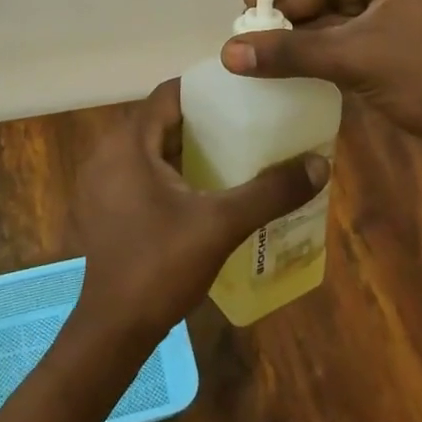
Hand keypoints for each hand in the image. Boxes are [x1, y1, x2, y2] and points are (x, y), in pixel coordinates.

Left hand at [72, 80, 326, 341]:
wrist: (113, 331)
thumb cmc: (161, 267)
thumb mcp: (222, 225)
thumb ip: (270, 192)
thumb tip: (319, 164)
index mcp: (128, 144)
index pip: (169, 94)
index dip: (206, 89)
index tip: (243, 92)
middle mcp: (108, 153)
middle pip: (161, 119)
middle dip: (203, 120)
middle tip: (248, 122)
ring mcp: (102, 182)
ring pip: (152, 148)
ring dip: (188, 147)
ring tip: (235, 150)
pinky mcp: (105, 207)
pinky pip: (142, 171)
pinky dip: (172, 170)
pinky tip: (205, 188)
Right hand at [220, 0, 421, 171]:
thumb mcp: (354, 58)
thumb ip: (289, 51)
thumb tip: (227, 53)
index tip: (251, 0)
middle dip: (292, 4)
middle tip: (252, 25)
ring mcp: (401, 8)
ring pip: (337, 8)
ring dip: (303, 26)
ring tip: (263, 43)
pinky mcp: (397, 38)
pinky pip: (349, 30)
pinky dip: (320, 42)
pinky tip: (289, 56)